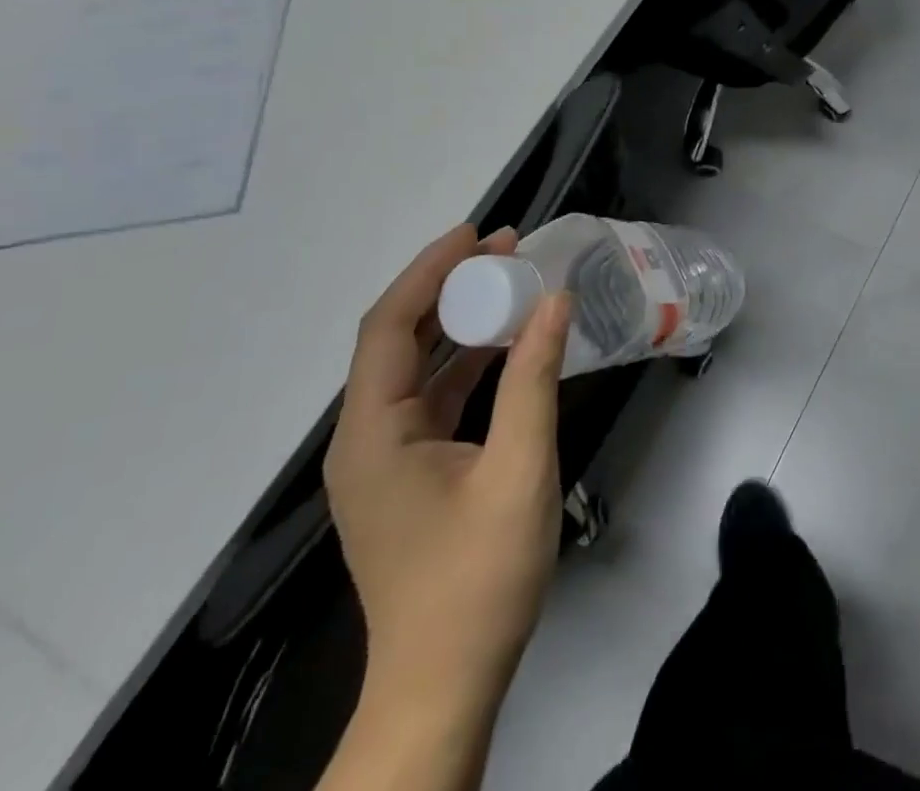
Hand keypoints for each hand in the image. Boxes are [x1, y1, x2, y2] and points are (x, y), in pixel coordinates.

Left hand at [323, 224, 572, 716]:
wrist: (445, 685)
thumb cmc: (478, 577)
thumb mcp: (518, 470)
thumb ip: (533, 379)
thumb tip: (553, 301)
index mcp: (373, 434)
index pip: (389, 327)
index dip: (429, 271)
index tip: (477, 233)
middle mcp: (365, 438)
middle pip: (398, 340)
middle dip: (448, 287)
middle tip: (506, 249)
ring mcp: (385, 459)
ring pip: (416, 367)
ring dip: (460, 322)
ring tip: (509, 282)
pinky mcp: (409, 474)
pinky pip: (433, 398)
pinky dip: (467, 362)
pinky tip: (506, 344)